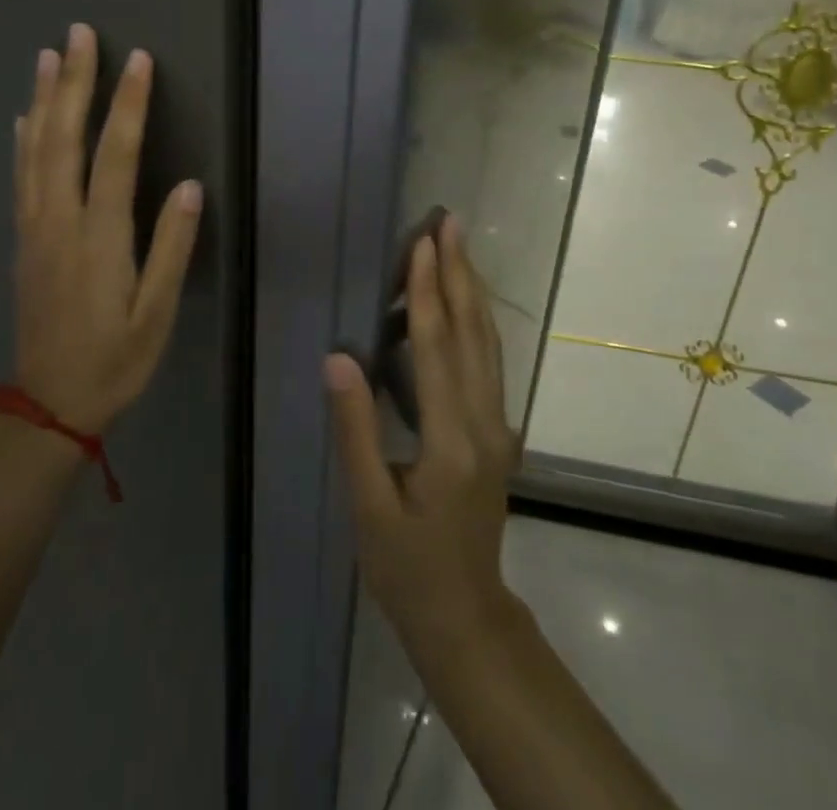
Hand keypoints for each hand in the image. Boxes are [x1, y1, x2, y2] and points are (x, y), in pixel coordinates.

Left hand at [13, 23, 202, 433]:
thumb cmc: (114, 360)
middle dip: (74, 82)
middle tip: (78, 34)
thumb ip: (171, 248)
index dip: (127, 104)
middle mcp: (60, 221)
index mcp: (99, 237)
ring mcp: (35, 228)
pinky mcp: (23, 240)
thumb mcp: (156, 314)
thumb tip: (190, 186)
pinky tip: (24, 115)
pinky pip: (20, 176)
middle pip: (63, 138)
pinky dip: (22, 139)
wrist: (47, 404)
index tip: (138, 60)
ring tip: (48, 56)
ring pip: (35, 150)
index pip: (115, 155)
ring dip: (43, 98)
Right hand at [324, 216, 519, 649]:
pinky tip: (464, 303)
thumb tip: (338, 359)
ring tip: (458, 247)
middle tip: (449, 222)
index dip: (427, 290)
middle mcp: (485, 423)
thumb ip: (356, 429)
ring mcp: (499, 426)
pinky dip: (475, 321)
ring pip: (488, 343)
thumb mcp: (369, 506)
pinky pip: (488, 362)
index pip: (436, 347)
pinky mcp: (498, 432)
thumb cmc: (407, 568)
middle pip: (472, 332)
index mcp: (451, 440)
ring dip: (472, 290)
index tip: (422, 243)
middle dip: (460, 272)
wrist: (466, 615)